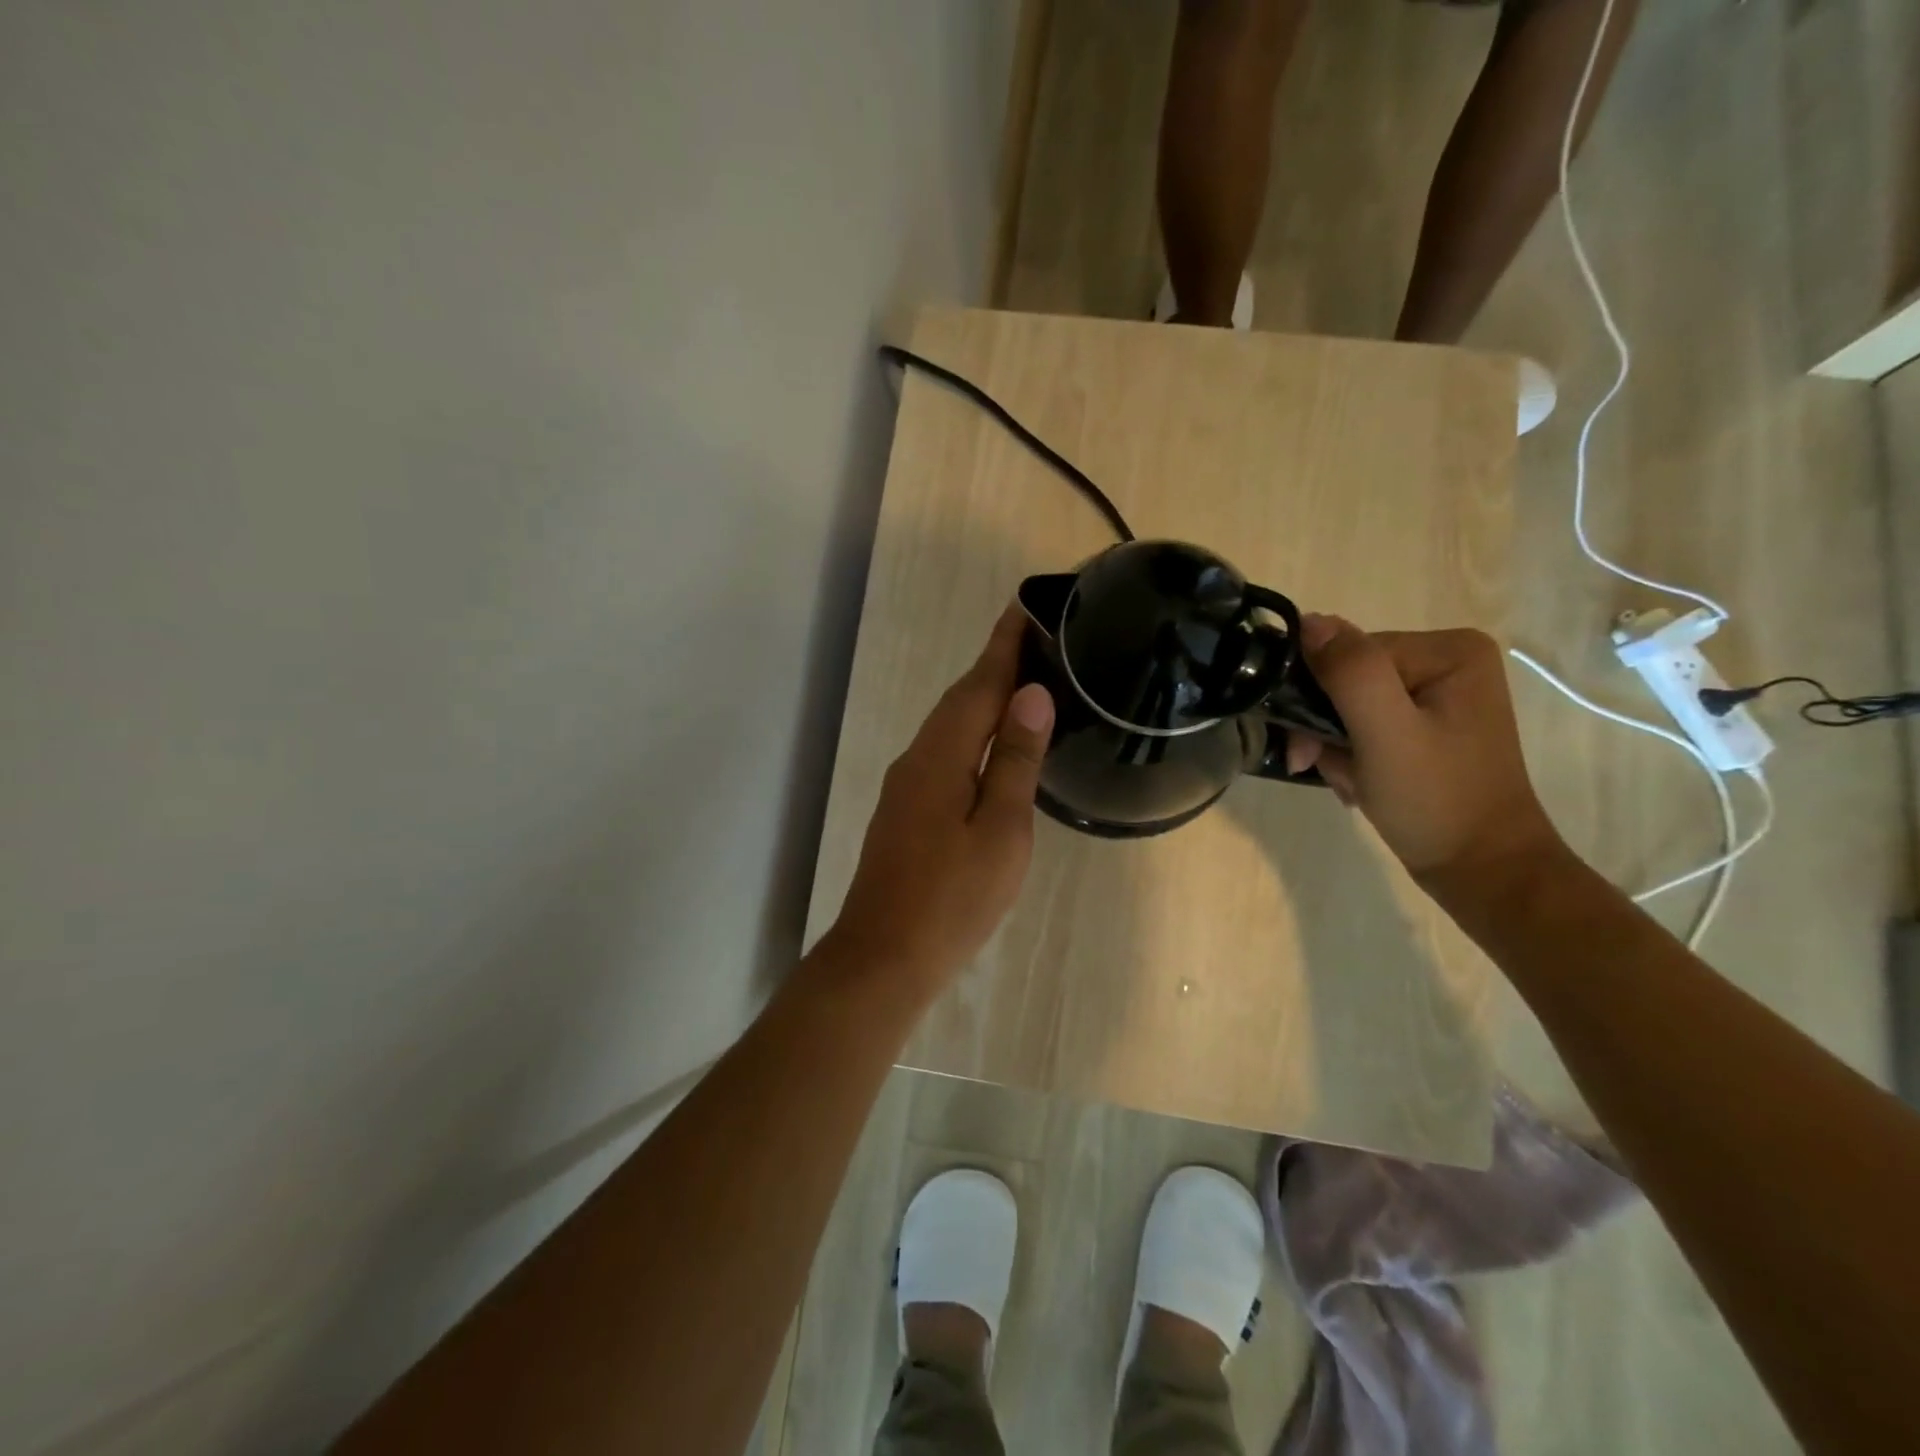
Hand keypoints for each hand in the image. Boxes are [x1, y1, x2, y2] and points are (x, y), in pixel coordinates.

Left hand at [823, 604, 1054, 1004]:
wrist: (884, 956)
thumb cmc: (952, 898)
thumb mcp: (1000, 830)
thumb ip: (1014, 761)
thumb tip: (1031, 696)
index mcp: (941, 755)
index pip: (979, 684)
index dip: (1004, 646)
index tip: (1025, 607)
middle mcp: (917, 758)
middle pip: (960, 699)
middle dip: (995, 665)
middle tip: (1037, 639)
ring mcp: (906, 785)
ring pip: (949, 726)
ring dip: (983, 698)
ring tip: (1023, 682)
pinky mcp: (905, 810)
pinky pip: (943, 752)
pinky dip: (971, 733)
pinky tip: (991, 744)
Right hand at [1290, 616, 1564, 886]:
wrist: (1481, 870)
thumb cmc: (1436, 800)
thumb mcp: (1386, 733)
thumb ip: (1350, 672)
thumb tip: (1307, 621)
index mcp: (1449, 650)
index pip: (1350, 654)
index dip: (1318, 699)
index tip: (1307, 752)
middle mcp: (1446, 661)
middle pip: (1347, 679)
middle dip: (1325, 728)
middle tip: (1320, 767)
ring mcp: (1438, 693)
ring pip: (1348, 704)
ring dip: (1334, 747)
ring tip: (1349, 783)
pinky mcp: (1427, 723)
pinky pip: (1365, 724)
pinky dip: (1350, 756)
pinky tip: (1360, 784)